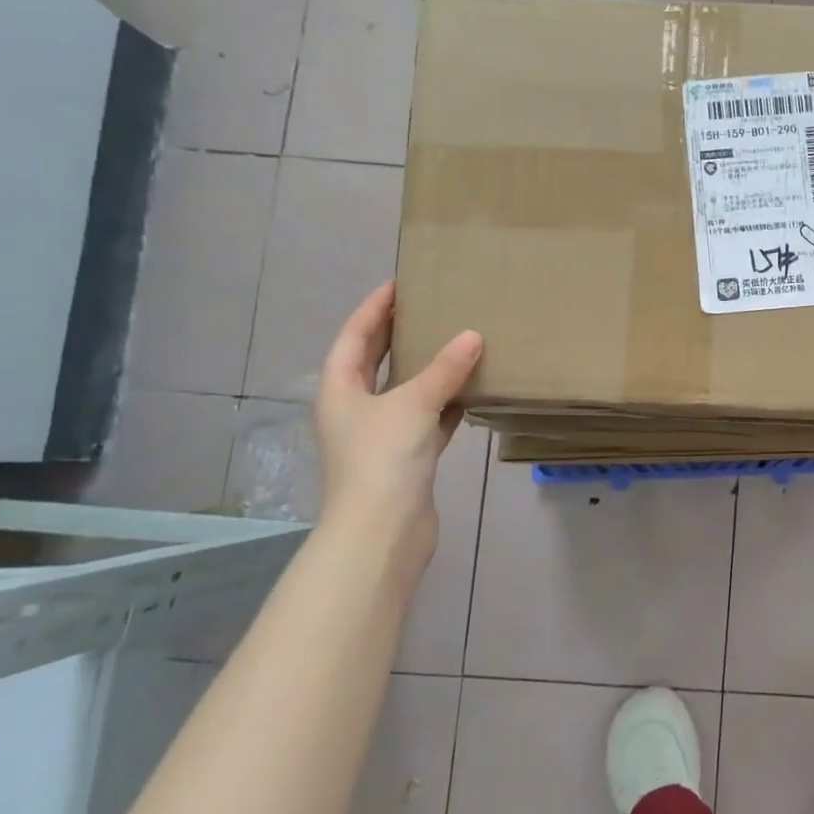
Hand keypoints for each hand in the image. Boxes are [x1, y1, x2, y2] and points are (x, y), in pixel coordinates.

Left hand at [314, 281, 482, 571]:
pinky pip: (429, 419)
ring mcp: (381, 435)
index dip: (374, 309)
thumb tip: (473, 336)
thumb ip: (444, 370)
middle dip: (400, 335)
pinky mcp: (407, 457)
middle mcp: (356, 409)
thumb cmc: (383, 459)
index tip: (399, 283)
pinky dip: (447, 404)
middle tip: (431, 307)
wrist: (382, 530)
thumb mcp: (413, 405)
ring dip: (429, 370)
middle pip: (377, 362)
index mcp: (341, 390)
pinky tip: (472, 391)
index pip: (355, 336)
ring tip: (458, 342)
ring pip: (407, 391)